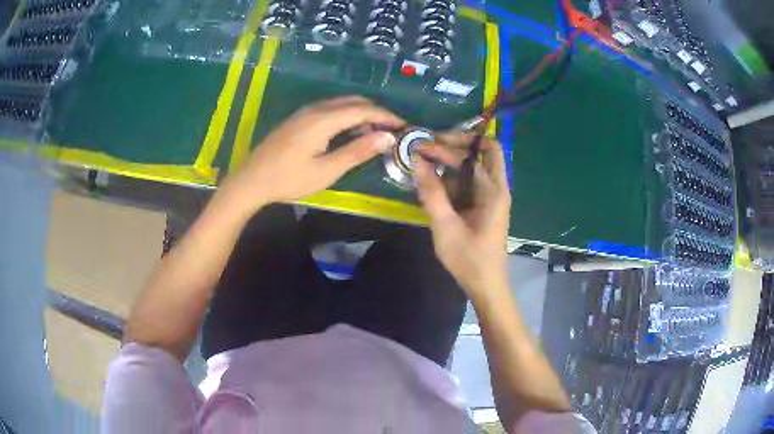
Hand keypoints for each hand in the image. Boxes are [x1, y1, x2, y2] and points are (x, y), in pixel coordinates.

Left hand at [223, 96, 403, 210]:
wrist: (252, 179)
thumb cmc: (289, 179)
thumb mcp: (326, 170)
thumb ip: (357, 151)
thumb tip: (387, 137)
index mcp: (323, 119)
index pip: (363, 109)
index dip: (386, 116)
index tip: (404, 126)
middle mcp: (316, 108)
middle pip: (353, 101)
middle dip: (376, 112)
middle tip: (392, 129)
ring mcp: (305, 112)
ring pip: (341, 104)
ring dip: (361, 114)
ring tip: (375, 133)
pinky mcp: (299, 118)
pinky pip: (330, 109)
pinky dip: (347, 116)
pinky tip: (350, 133)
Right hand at [416, 136, 510, 298]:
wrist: (486, 285)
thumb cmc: (468, 259)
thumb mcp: (445, 226)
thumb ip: (432, 193)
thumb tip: (418, 162)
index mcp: (493, 191)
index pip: (474, 153)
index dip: (447, 146)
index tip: (422, 147)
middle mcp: (497, 188)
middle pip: (483, 152)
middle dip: (456, 146)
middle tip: (431, 146)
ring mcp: (492, 197)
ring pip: (475, 168)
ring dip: (452, 166)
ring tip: (426, 171)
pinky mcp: (485, 206)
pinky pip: (470, 184)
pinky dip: (453, 182)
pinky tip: (434, 191)